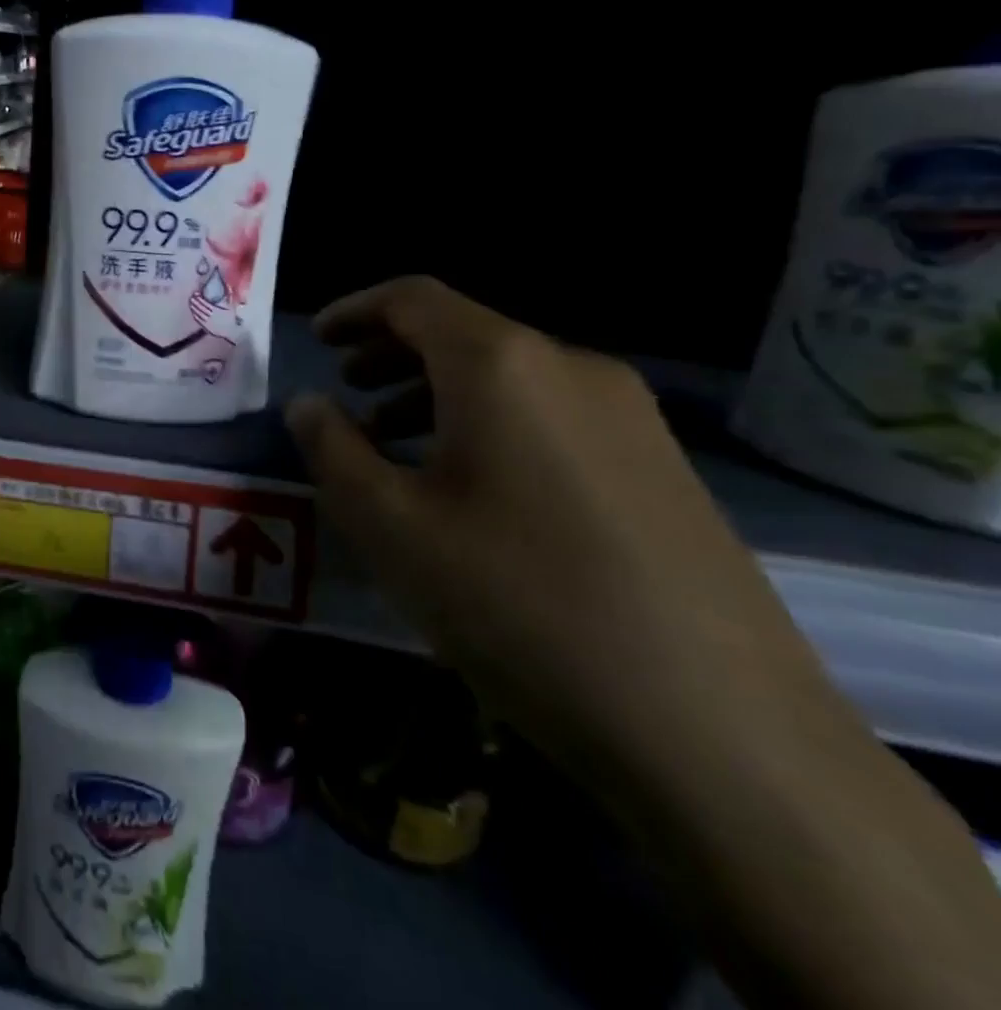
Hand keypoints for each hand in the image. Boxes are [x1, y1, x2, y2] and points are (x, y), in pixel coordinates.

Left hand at [188, 291, 243, 342]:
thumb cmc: (232, 318)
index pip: (206, 303)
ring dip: (194, 309)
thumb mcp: (231, 306)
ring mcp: (208, 322)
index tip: (196, 294)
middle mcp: (211, 316)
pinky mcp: (207, 327)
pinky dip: (196, 317)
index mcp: (216, 310)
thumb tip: (229, 286)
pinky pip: (199, 321)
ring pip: (199, 314)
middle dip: (196, 303)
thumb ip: (229, 296)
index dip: (200, 299)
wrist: (232, 331)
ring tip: (191, 304)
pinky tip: (193, 313)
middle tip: (191, 298)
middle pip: (201, 308)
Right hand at [284, 276, 844, 786]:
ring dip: (437, 395)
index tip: (316, 339)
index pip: (413, 299)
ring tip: (393, 445)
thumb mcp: (390, 525)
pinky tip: (470, 490)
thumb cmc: (519, 602)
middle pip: (463, 333)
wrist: (722, 733)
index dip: (355, 311)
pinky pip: (550, 418)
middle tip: (346, 390)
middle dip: (391, 354)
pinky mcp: (662, 469)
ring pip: (508, 379)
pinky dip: (489, 427)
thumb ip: (332, 449)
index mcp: (502, 365)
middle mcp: (572, 368)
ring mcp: (630, 419)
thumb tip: (309, 403)